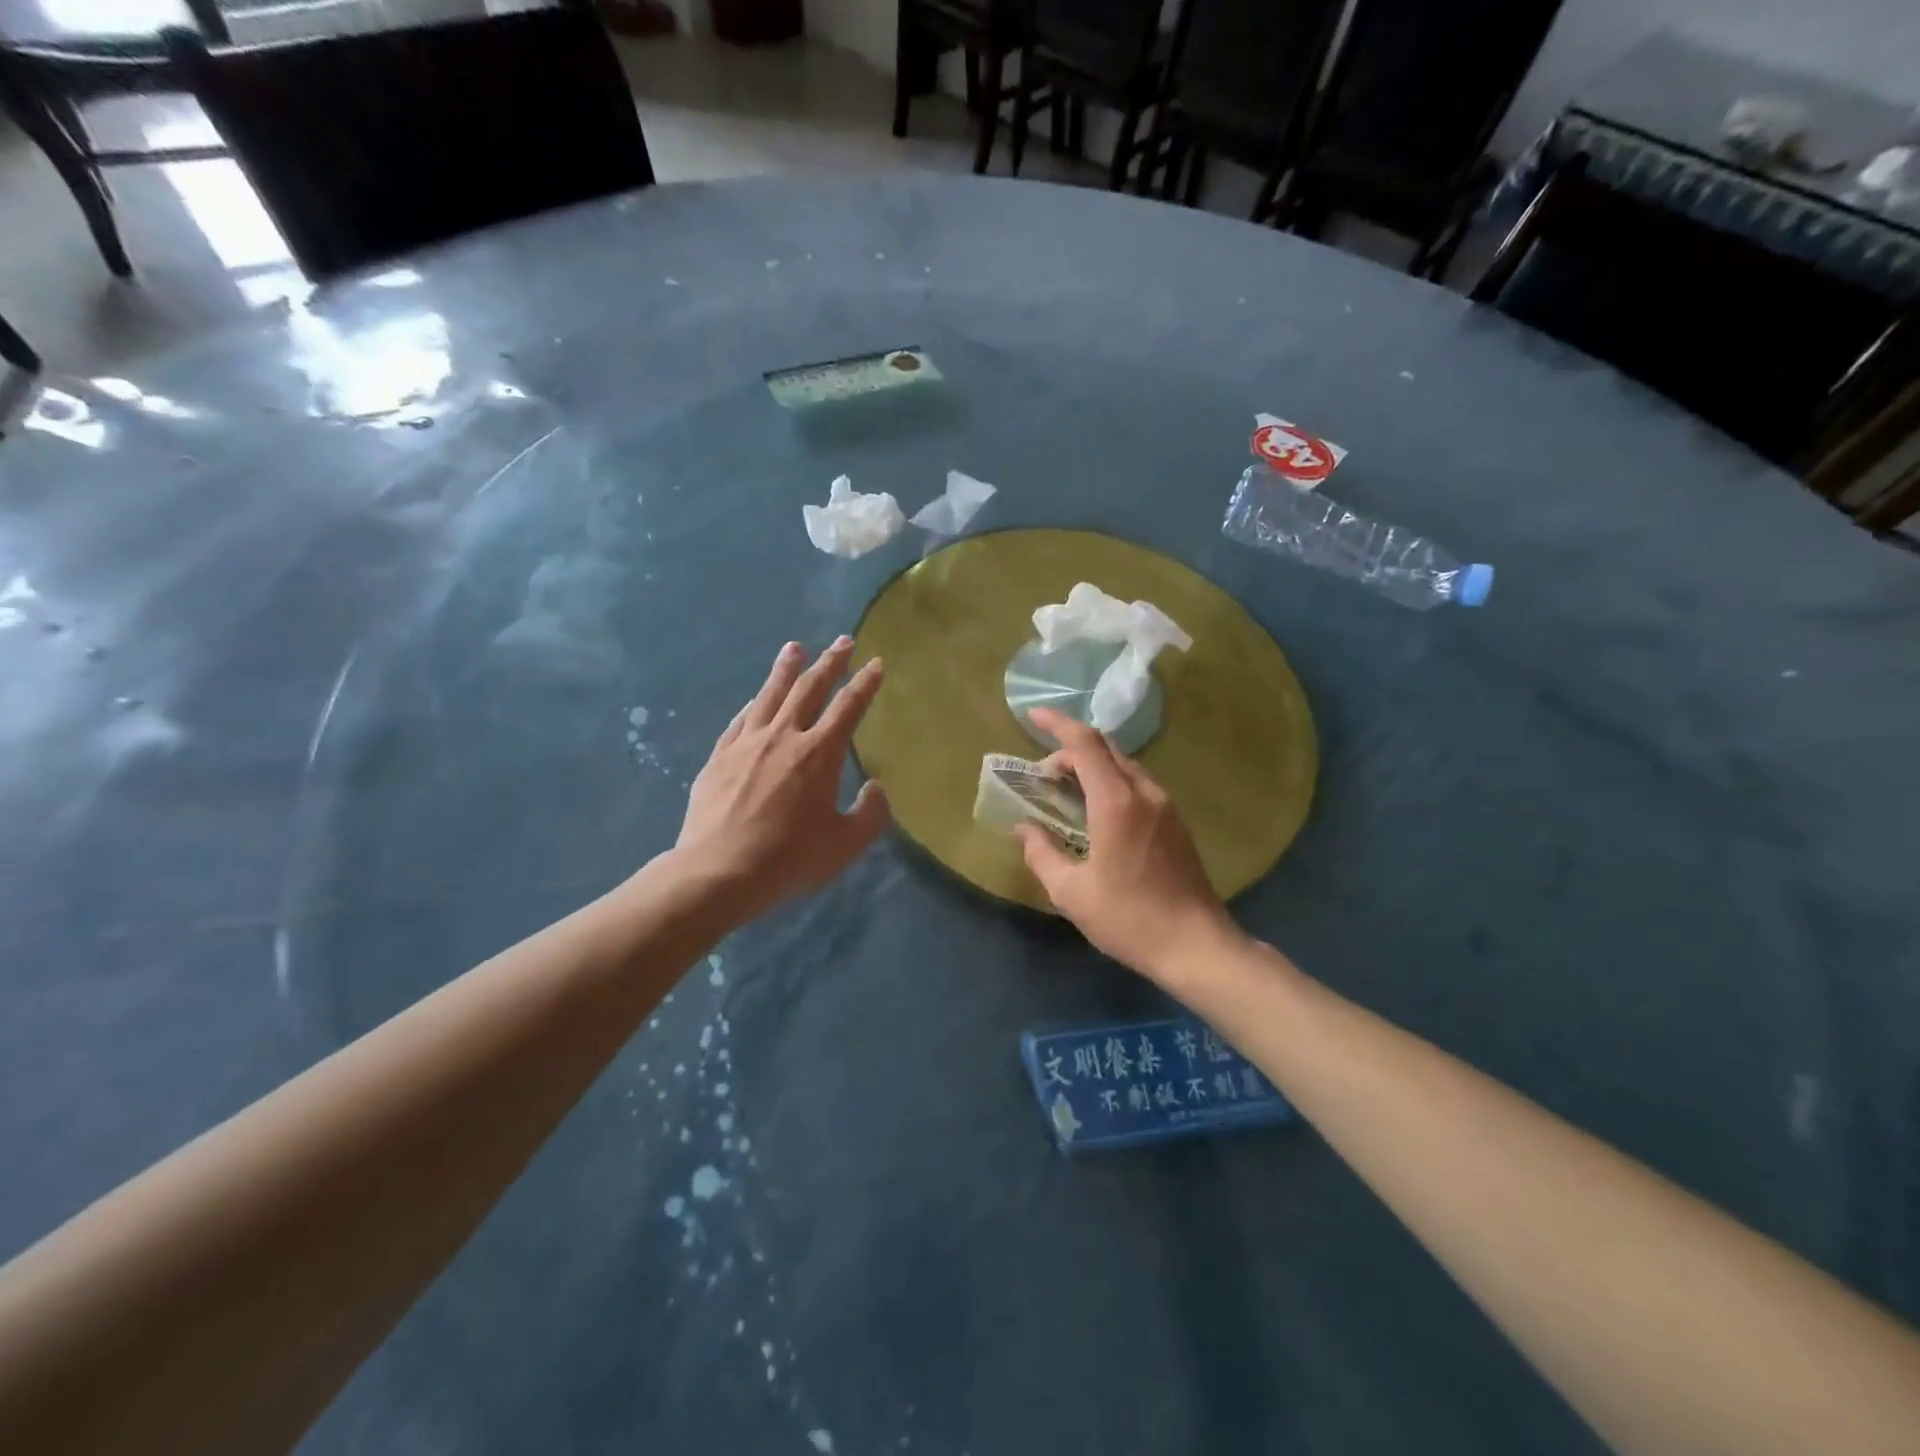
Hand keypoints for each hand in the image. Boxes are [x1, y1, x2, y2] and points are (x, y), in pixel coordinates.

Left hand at [675, 638, 888, 921]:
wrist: (719, 871)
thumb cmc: (790, 858)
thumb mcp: (845, 844)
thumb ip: (870, 814)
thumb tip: (875, 788)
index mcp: (820, 753)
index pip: (848, 707)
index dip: (865, 684)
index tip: (875, 663)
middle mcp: (784, 736)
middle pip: (809, 689)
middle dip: (829, 663)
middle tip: (842, 641)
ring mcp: (747, 743)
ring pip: (769, 695)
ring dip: (786, 669)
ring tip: (794, 647)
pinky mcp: (719, 757)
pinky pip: (740, 720)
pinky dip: (753, 704)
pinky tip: (754, 699)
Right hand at [1017, 707, 1238, 982]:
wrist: (1197, 946)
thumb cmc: (1129, 918)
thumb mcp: (1071, 893)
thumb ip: (1042, 853)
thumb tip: (1024, 829)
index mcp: (1116, 802)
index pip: (1084, 744)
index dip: (1056, 723)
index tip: (1032, 716)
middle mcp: (1144, 793)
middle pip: (1105, 749)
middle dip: (1069, 750)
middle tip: (1042, 775)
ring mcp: (1165, 805)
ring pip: (1124, 765)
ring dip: (1092, 766)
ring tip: (1066, 792)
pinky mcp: (1176, 822)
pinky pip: (1137, 784)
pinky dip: (1111, 782)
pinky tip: (1097, 812)